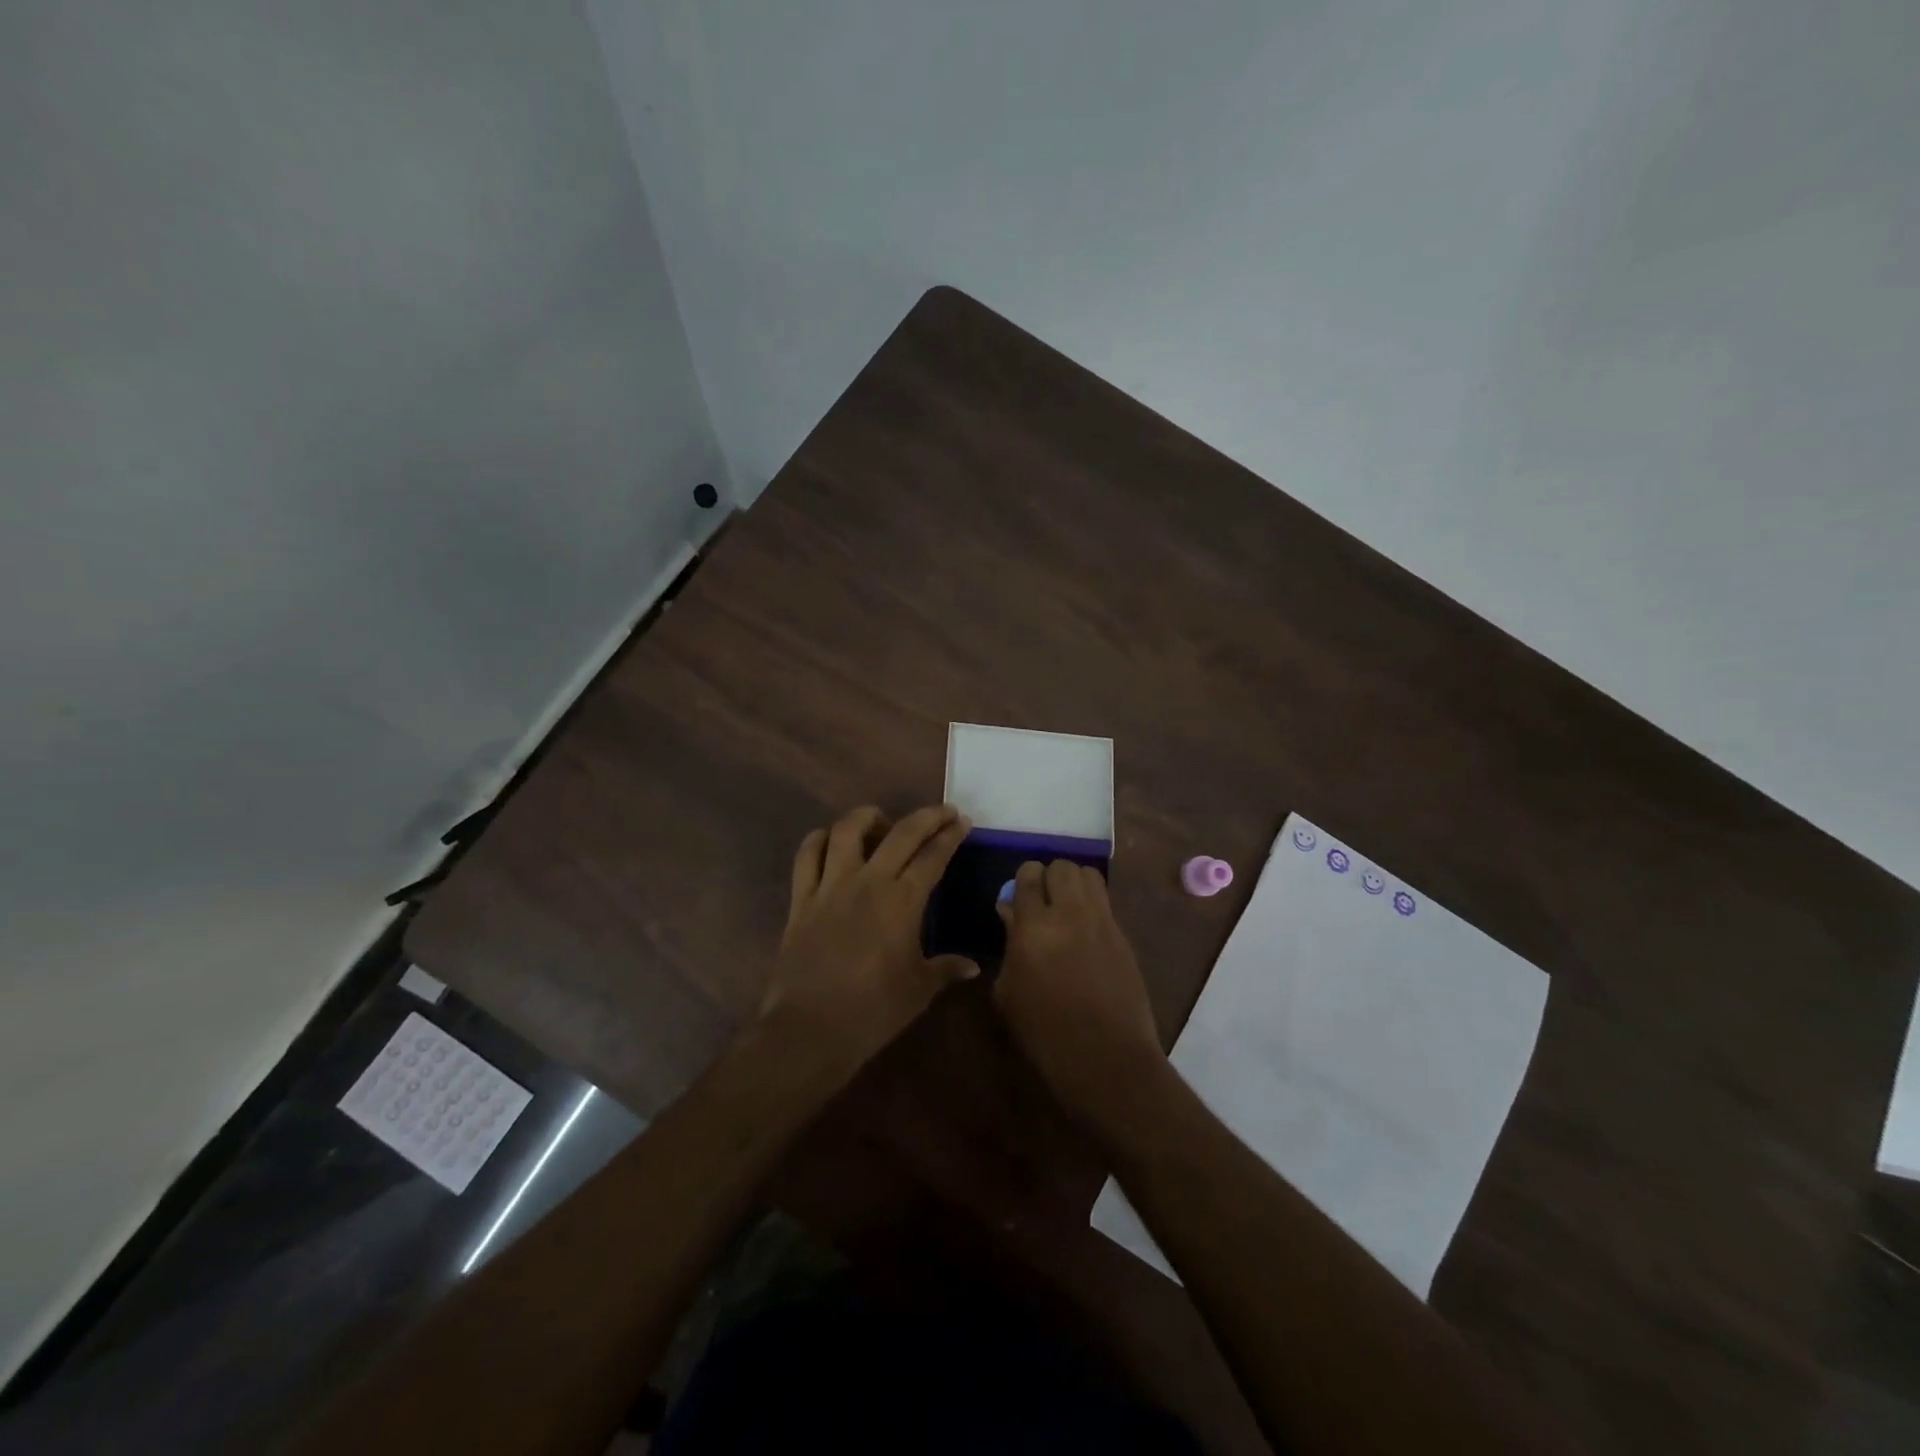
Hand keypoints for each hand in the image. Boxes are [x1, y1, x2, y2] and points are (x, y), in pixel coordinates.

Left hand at [759, 804, 977, 1076]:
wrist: (811, 1028)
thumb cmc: (873, 1010)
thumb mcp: (919, 989)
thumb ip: (946, 969)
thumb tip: (973, 966)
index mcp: (902, 901)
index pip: (933, 856)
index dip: (950, 835)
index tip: (962, 821)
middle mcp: (868, 881)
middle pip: (900, 833)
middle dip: (926, 817)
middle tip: (942, 812)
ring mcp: (830, 886)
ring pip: (847, 830)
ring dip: (868, 816)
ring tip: (881, 820)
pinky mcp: (801, 898)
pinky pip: (807, 856)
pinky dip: (819, 840)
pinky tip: (830, 841)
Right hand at [993, 860, 1165, 1127]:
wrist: (1107, 1059)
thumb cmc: (1045, 1032)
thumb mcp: (1009, 992)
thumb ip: (1009, 943)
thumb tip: (1011, 913)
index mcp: (1035, 926)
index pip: (1028, 875)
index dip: (1022, 881)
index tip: (1018, 896)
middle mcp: (1071, 913)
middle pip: (1062, 866)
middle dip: (1049, 877)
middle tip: (1042, 901)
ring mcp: (1102, 922)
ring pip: (1088, 875)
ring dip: (1073, 883)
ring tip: (1065, 908)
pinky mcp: (1123, 935)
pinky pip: (1105, 902)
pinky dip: (1091, 904)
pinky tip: (1083, 931)